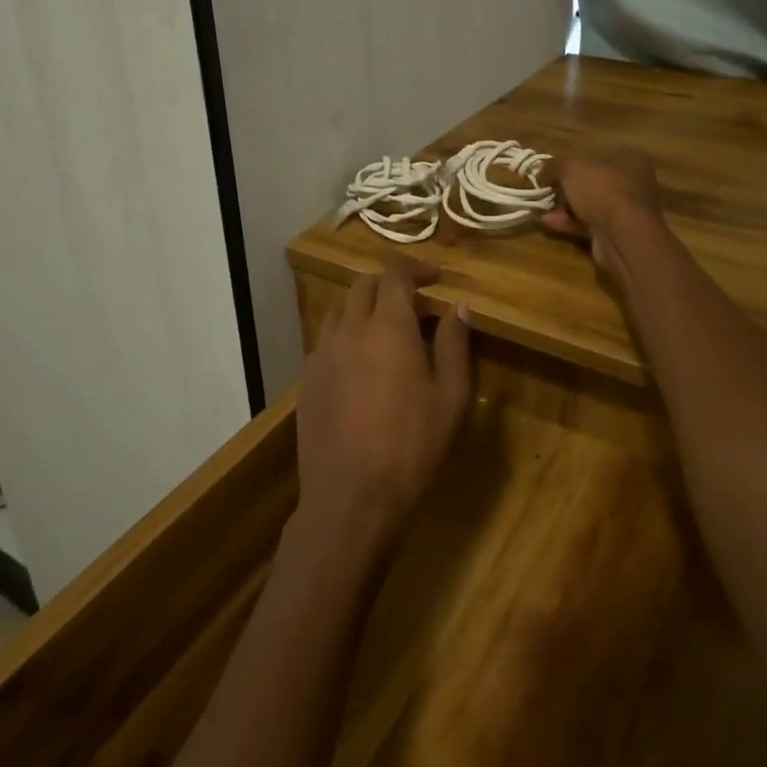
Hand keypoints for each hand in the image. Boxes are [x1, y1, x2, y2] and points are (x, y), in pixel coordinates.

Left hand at [293, 262, 471, 562]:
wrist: (350, 497)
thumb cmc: (411, 445)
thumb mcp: (450, 396)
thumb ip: (454, 343)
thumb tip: (459, 306)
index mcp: (388, 327)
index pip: (396, 274)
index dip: (417, 268)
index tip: (436, 278)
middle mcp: (349, 330)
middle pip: (364, 285)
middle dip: (390, 284)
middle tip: (416, 304)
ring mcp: (322, 354)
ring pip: (341, 310)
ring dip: (365, 307)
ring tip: (388, 331)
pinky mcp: (307, 380)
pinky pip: (327, 340)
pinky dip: (347, 335)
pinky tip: (362, 364)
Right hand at [543, 151, 663, 278]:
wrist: (623, 235)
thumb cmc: (602, 189)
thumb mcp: (571, 167)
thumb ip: (554, 165)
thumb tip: (542, 171)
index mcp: (630, 158)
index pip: (596, 155)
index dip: (571, 162)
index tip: (550, 170)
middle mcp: (633, 182)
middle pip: (593, 181)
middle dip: (566, 187)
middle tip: (545, 190)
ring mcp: (627, 210)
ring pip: (590, 205)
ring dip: (565, 207)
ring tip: (540, 207)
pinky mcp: (618, 233)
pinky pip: (589, 224)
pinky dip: (569, 223)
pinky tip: (547, 222)